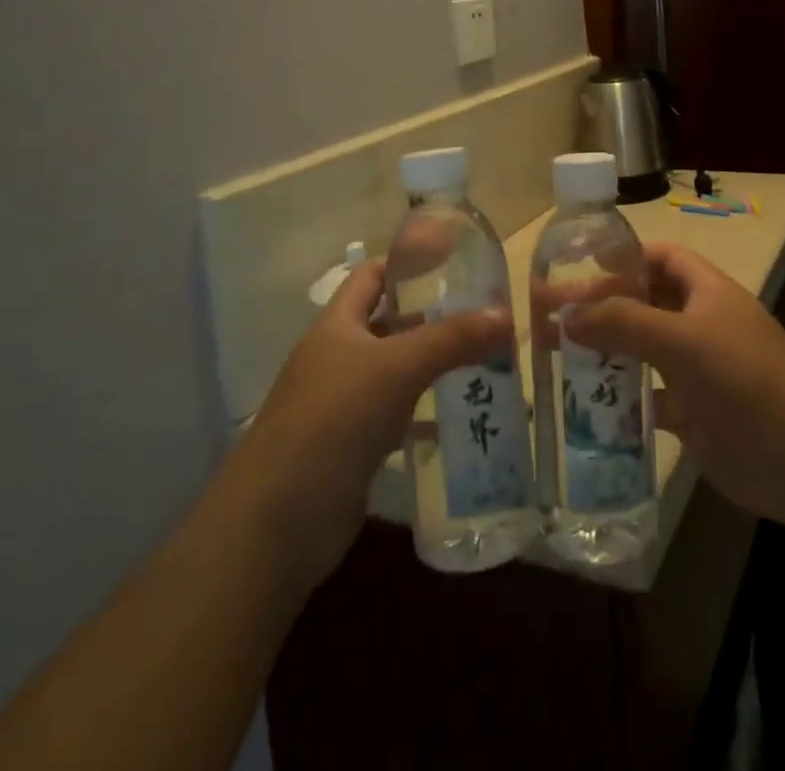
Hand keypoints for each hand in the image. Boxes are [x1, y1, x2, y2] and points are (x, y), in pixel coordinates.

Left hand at [221, 259, 511, 597]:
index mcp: (337, 325)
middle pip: (390, 323)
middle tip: (485, 315)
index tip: (456, 262)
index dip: (409, 263)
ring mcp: (344, 404)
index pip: (373, 275)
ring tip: (487, 361)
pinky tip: (463, 418)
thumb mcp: (397, 367)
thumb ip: (452, 339)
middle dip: (434, 318)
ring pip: (397, 372)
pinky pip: (398, 417)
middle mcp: (338, 357)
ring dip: (435, 367)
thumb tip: (506, 314)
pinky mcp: (354, 446)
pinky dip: (427, 415)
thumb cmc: (334, 419)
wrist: (278, 521)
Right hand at [564, 242, 784, 529]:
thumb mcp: (684, 341)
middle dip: (597, 305)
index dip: (622, 258)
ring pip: (639, 349)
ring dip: (602, 349)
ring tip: (551, 352)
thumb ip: (625, 322)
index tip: (576, 267)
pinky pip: (646, 395)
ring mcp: (695, 369)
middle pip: (640, 302)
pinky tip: (583, 401)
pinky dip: (618, 396)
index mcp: (705, 291)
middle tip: (544, 313)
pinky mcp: (691, 412)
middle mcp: (699, 323)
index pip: (659, 258)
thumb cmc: (746, 380)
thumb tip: (566, 314)